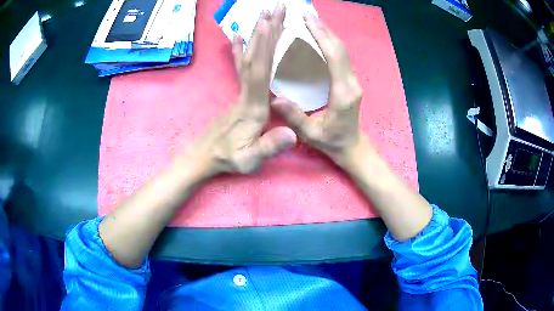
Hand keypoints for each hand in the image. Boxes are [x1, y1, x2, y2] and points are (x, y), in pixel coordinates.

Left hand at [186, 5, 296, 176]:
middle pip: (255, 56)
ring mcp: (240, 91)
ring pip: (248, 57)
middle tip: (275, 8)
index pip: (259, 71)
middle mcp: (246, 93)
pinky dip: (238, 49)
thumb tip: (292, 132)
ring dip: (256, 34)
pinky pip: (239, 66)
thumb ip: (269, 147)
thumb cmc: (228, 159)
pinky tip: (238, 35)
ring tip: (263, 14)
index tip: (271, 23)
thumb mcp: (249, 160)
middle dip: (265, 30)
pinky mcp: (238, 93)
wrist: (204, 157)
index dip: (265, 47)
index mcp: (253, 107)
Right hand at [272, 14, 365, 167]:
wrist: (352, 146)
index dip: (321, 37)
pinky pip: (342, 57)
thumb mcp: (310, 134)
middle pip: (340, 49)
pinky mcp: (350, 81)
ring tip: (311, 21)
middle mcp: (351, 83)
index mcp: (342, 94)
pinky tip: (320, 36)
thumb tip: (274, 98)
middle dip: (324, 30)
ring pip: (343, 51)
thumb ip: (294, 116)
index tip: (307, 21)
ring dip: (328, 34)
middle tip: (306, 15)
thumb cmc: (331, 142)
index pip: (334, 57)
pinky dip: (331, 43)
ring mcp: (353, 81)